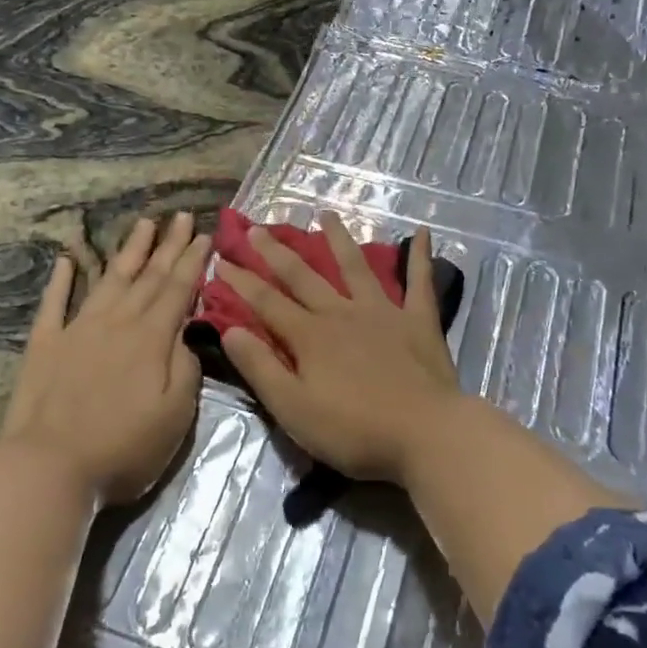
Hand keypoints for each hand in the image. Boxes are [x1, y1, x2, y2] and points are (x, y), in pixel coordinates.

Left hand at [0, 212, 210, 507]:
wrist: (48, 468)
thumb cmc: (122, 448)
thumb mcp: (175, 415)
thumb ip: (186, 368)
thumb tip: (185, 332)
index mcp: (152, 338)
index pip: (178, 289)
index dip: (193, 261)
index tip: (204, 234)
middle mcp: (117, 322)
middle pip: (148, 276)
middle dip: (168, 245)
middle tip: (180, 215)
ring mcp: (78, 329)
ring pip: (109, 279)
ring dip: (128, 250)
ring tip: (143, 224)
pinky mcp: (45, 345)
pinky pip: (55, 303)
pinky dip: (62, 279)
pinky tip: (67, 259)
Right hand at [217, 215, 462, 485]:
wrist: (425, 432)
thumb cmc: (354, 430)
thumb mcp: (293, 408)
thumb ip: (260, 367)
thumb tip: (229, 329)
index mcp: (310, 336)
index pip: (266, 302)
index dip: (241, 282)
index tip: (221, 260)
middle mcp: (342, 313)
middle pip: (304, 277)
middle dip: (276, 252)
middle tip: (257, 228)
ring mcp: (383, 312)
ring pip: (356, 267)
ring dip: (339, 239)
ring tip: (327, 215)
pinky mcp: (418, 320)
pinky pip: (419, 282)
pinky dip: (420, 256)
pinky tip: (421, 232)